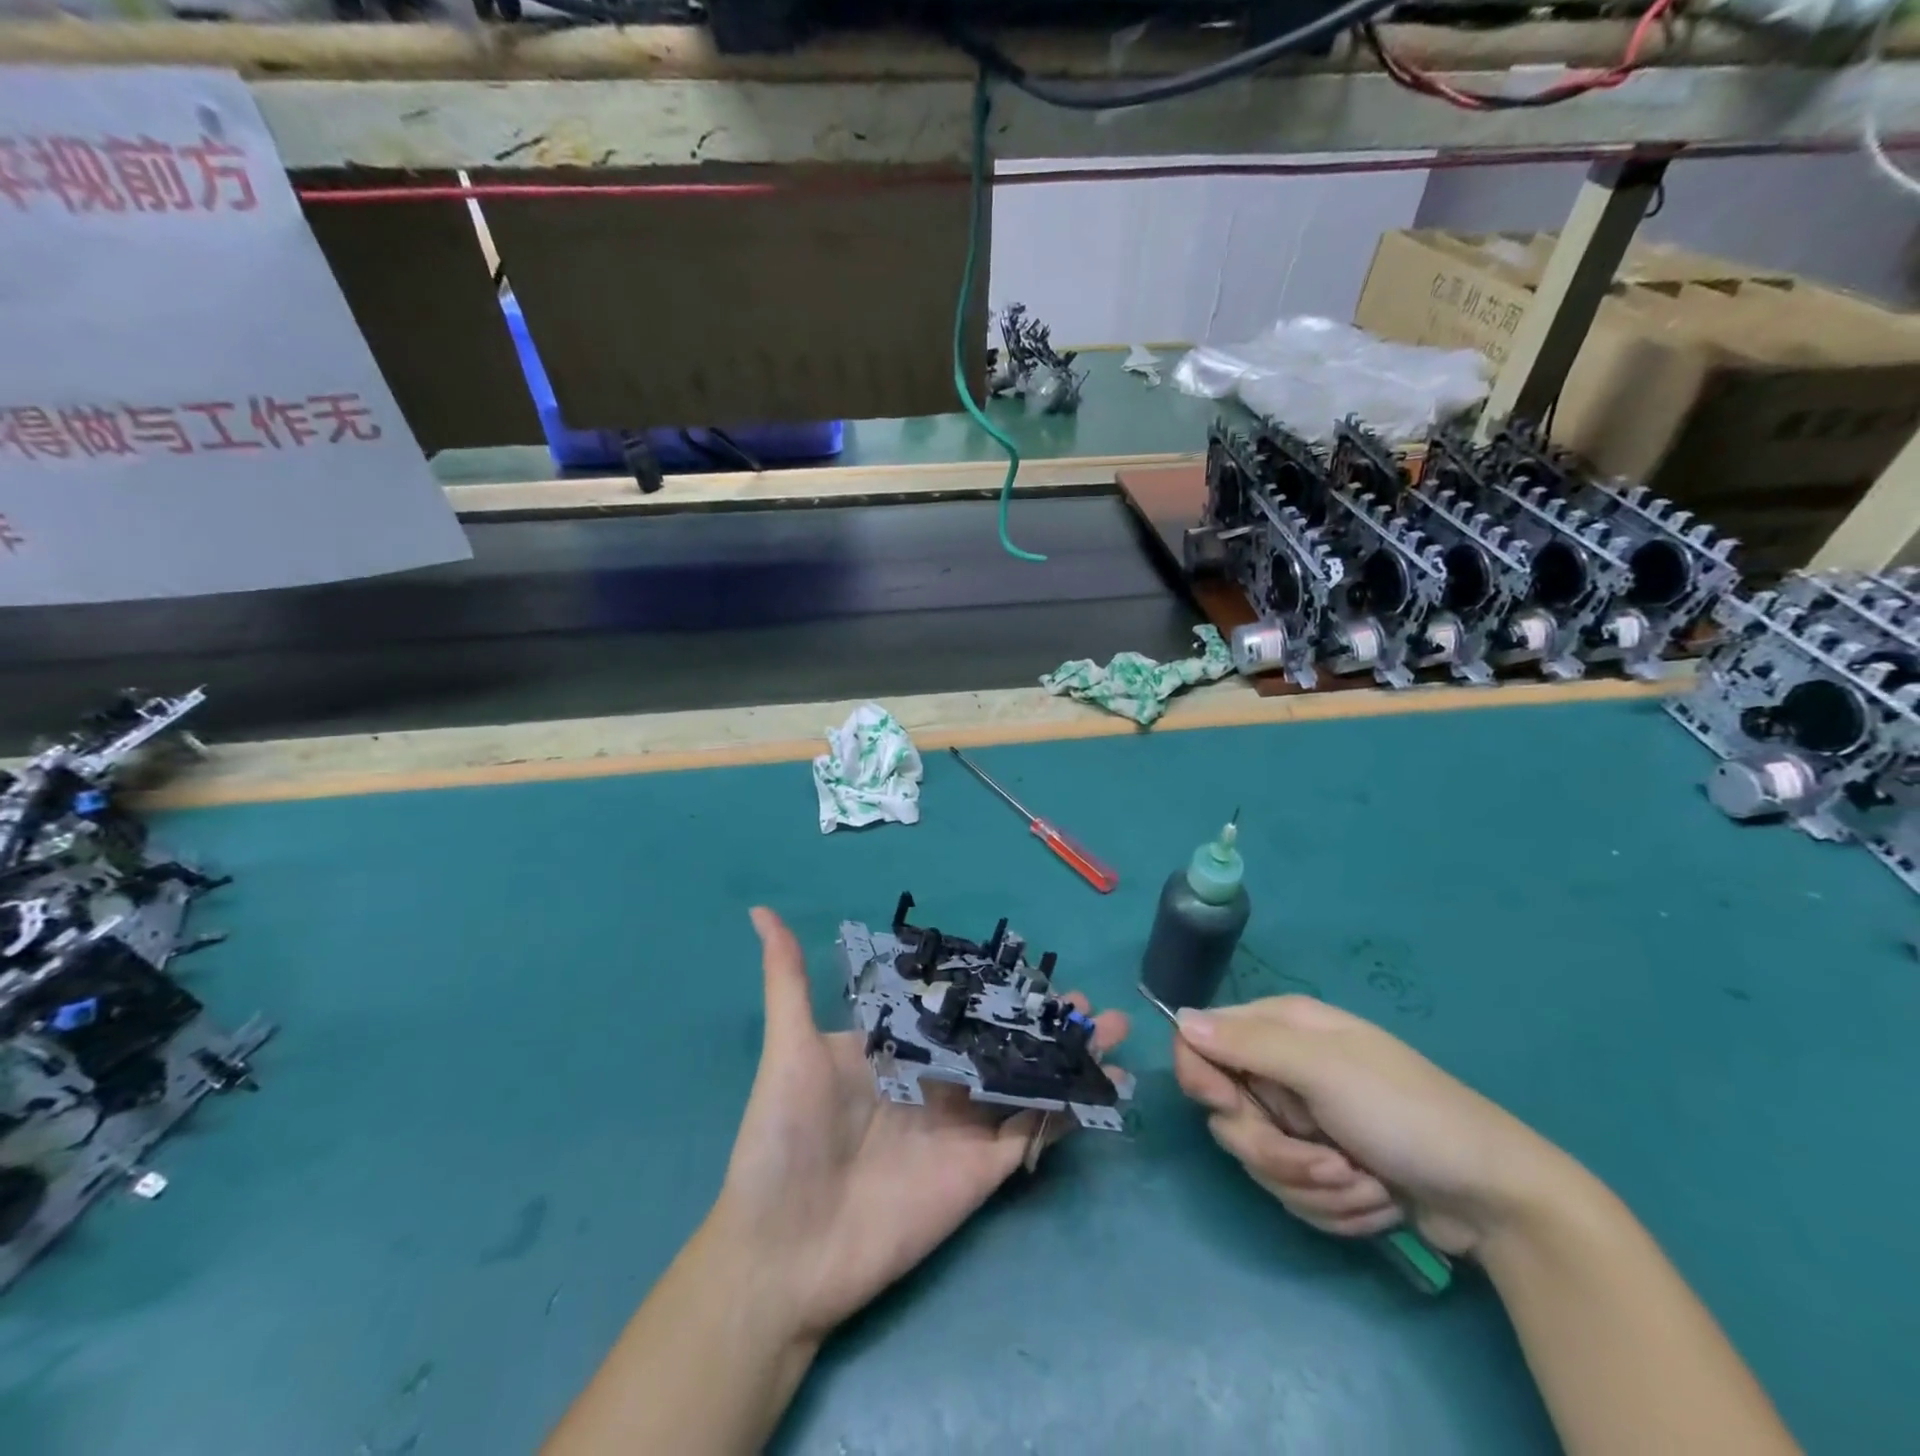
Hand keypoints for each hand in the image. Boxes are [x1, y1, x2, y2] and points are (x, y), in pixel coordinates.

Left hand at [711, 907, 1129, 1342]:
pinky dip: (1071, 1110)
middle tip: (1085, 997)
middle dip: (1045, 1018)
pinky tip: (1106, 1085)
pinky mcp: (984, 1170)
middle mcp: (938, 1082)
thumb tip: (761, 911)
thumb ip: (787, 979)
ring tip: (1112, 1029)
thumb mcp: (788, 1048)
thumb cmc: (781, 1140)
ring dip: (1069, 1055)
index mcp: (899, 1050)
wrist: (782, 1252)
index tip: (1033, 962)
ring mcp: (964, 1126)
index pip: (957, 1007)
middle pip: (1002, 1040)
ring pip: (1029, 1079)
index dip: (994, 986)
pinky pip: (1035, 1133)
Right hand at [1173, 995, 1572, 1255]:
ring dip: (1311, 1184)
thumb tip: (1179, 1017)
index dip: (1202, 1076)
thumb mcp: (1324, 1069)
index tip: (1226, 1105)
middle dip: (1273, 1149)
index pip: (1202, 1040)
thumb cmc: (1406, 1114)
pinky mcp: (1321, 1167)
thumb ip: (1247, 1044)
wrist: (1494, 1197)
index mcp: (1280, 1028)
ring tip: (1364, 1182)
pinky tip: (1373, 1199)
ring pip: (1257, 1159)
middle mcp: (1283, 1069)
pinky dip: (1331, 1205)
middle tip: (1325, 1159)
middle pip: (1227, 1113)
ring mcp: (1302, 1120)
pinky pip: (1290, 1192)